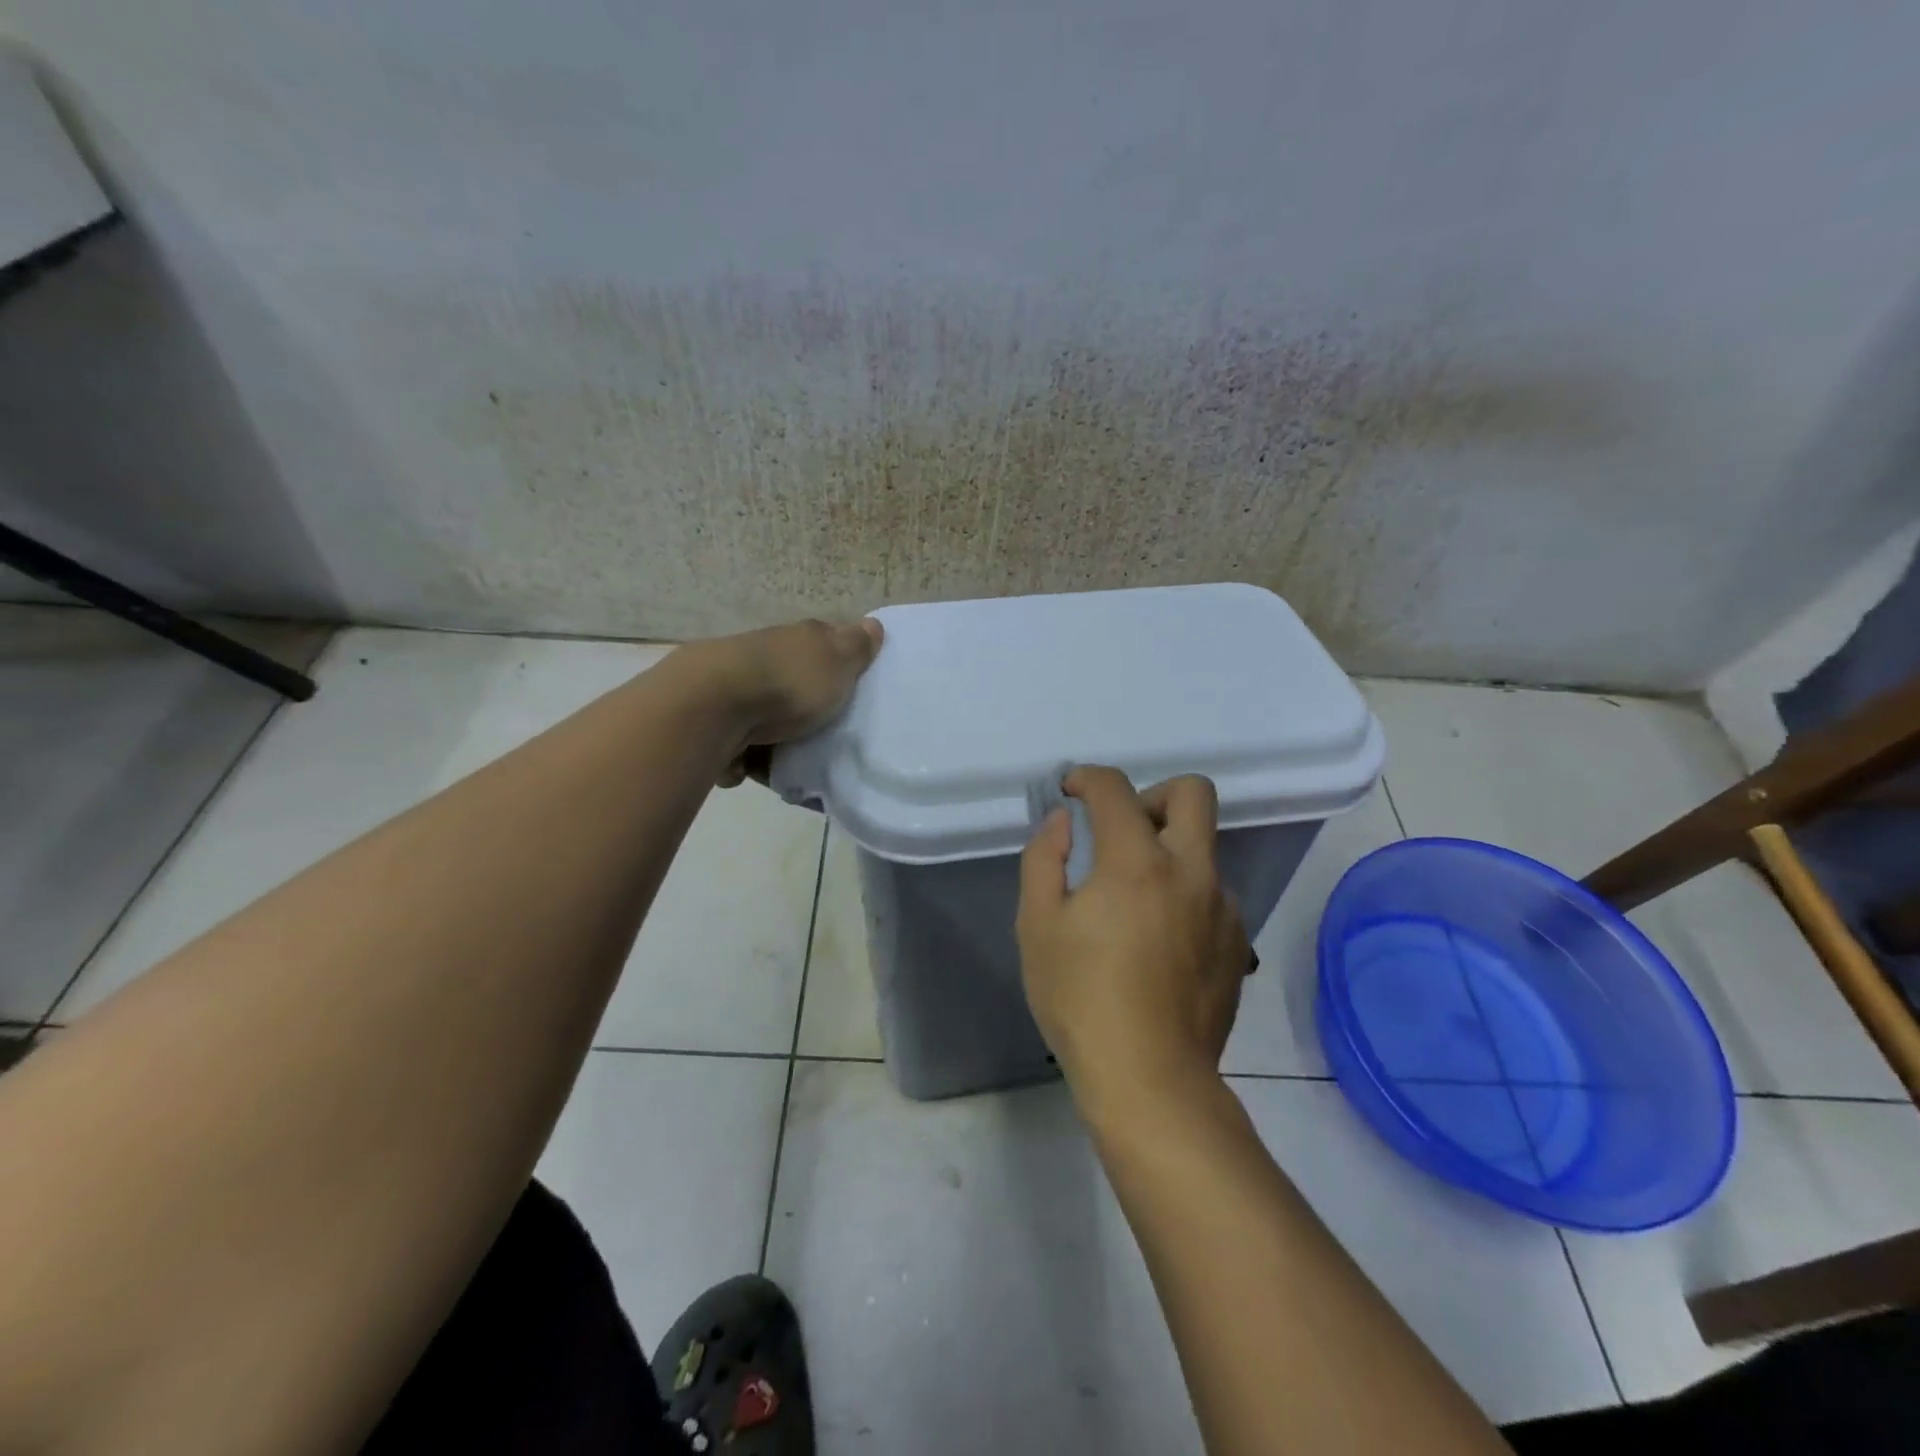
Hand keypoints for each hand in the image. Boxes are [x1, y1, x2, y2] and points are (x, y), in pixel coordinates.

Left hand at [694, 617, 883, 785]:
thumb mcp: (837, 662)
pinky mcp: (711, 718)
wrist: (713, 705)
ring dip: (774, 735)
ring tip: (790, 760)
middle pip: (791, 680)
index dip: (837, 664)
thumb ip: (856, 647)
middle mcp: (764, 656)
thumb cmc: (788, 682)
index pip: (823, 644)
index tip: (849, 689)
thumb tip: (872, 623)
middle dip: (803, 705)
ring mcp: (734, 685)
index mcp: (797, 640)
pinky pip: (737, 742)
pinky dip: (745, 756)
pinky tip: (754, 767)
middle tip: (823, 733)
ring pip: (763, 712)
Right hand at [1016, 767, 1251, 1121]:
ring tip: (1134, 900)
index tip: (1070, 791)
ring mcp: (1223, 908)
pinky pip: (1214, 895)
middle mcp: (1191, 872)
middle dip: (1152, 794)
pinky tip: (1160, 940)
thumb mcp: (1037, 925)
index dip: (1087, 778)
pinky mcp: (1239, 944)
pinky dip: (1185, 895)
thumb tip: (1064, 821)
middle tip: (1121, 828)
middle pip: (1193, 793)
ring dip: (1169, 852)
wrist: (1149, 1079)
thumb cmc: (1081, 998)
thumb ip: (1045, 858)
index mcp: (1137, 862)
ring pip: (1205, 849)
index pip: (1115, 789)